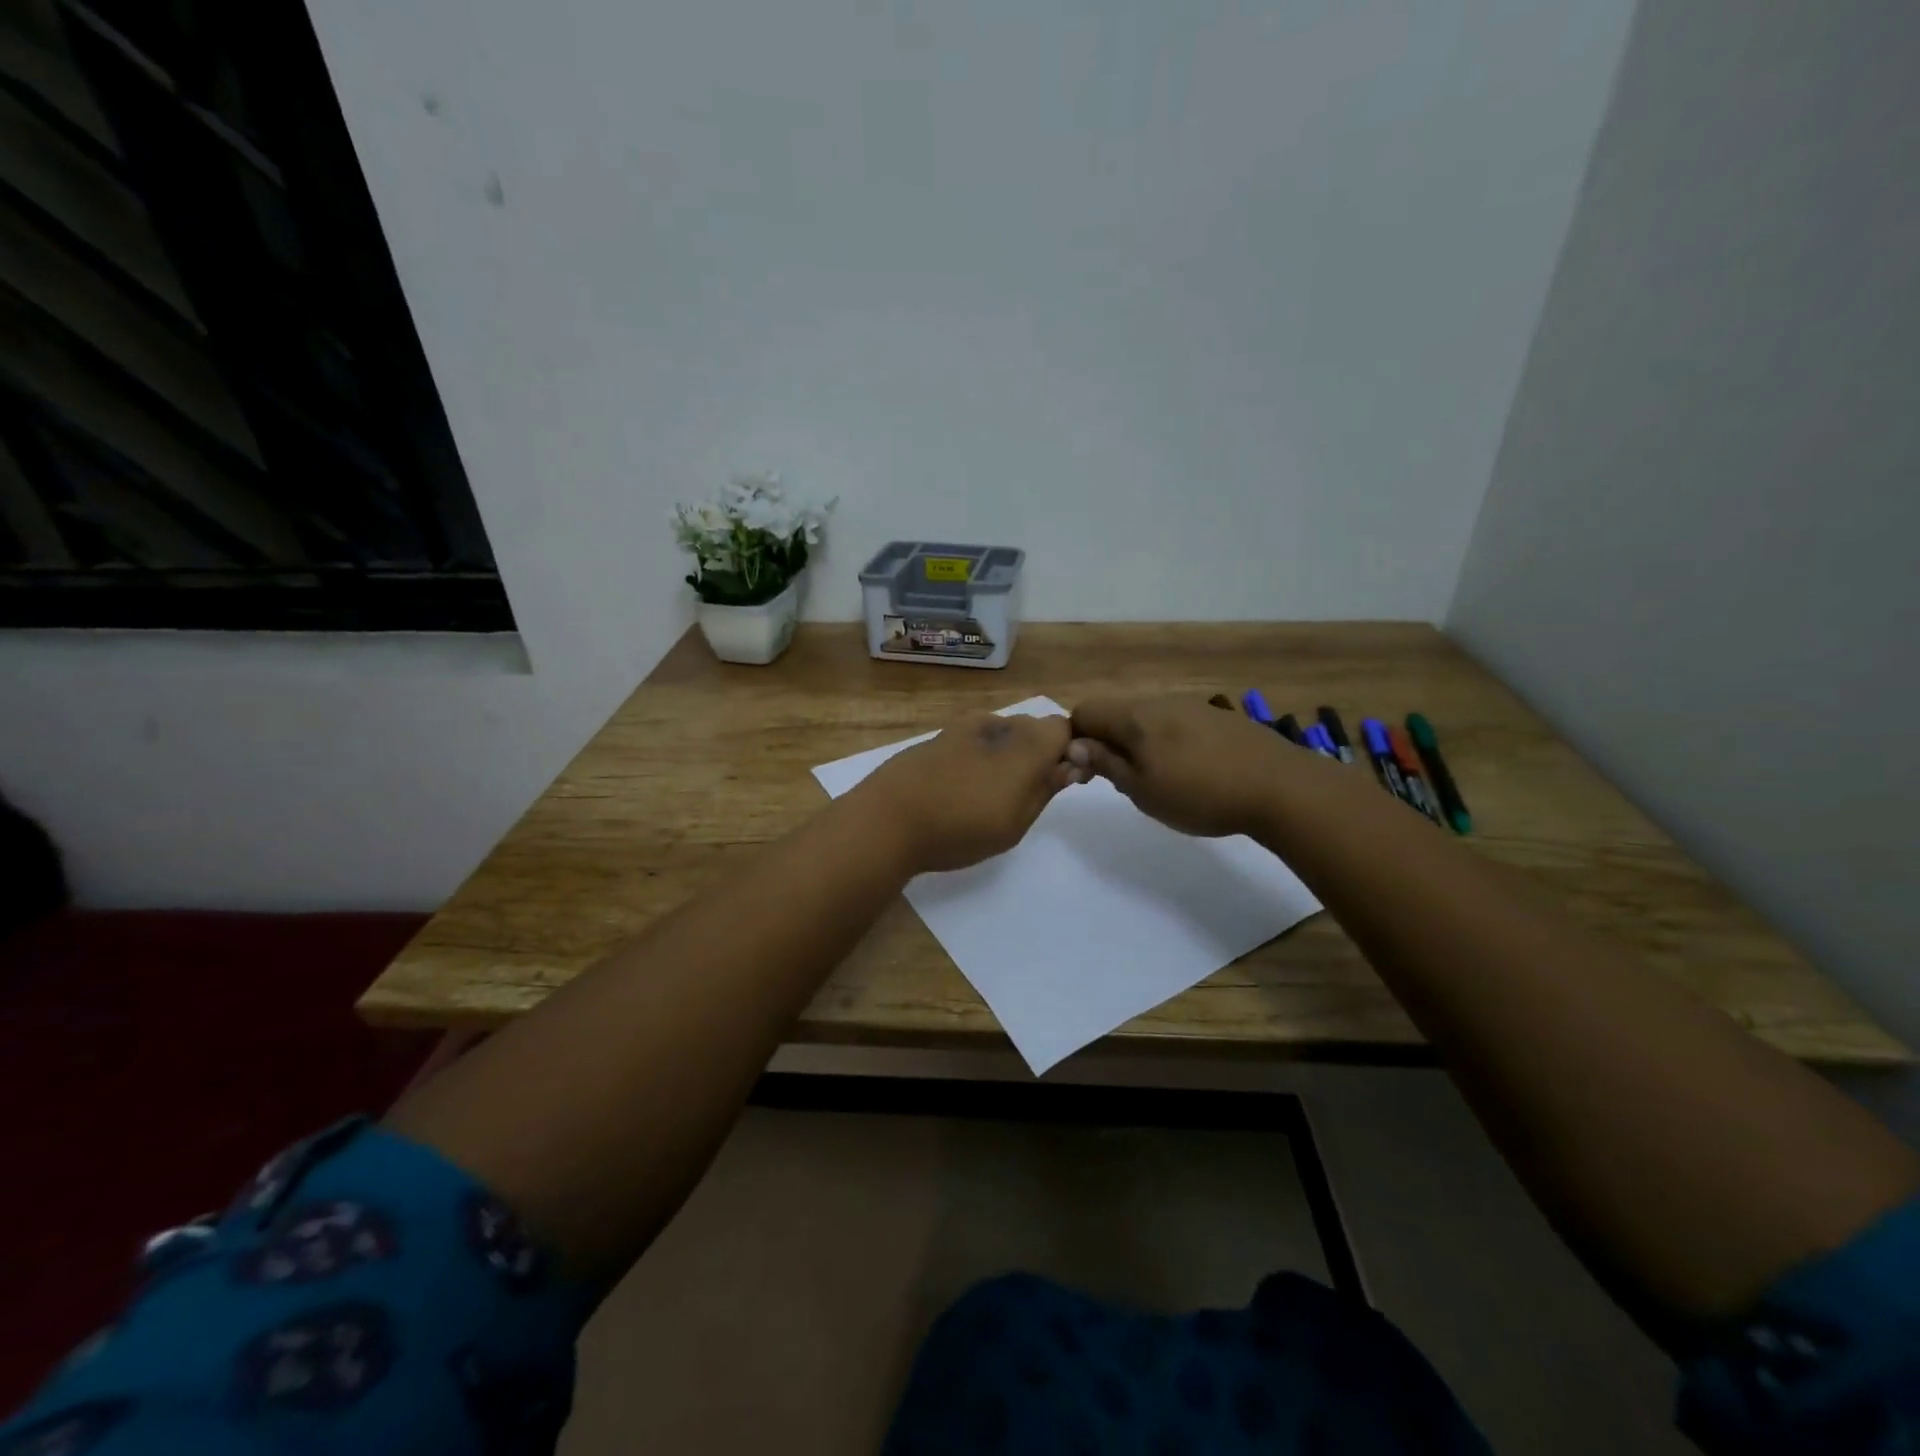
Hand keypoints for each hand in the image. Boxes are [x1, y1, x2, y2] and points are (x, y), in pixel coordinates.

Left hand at [858, 712, 1079, 873]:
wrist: (886, 820)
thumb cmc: (961, 826)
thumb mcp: (1017, 820)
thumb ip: (1047, 788)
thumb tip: (1071, 765)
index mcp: (1025, 741)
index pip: (1064, 728)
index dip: (1069, 753)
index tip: (1059, 783)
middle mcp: (997, 723)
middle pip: (1033, 728)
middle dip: (1038, 755)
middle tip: (1024, 797)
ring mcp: (962, 727)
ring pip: (1001, 734)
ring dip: (1005, 757)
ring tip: (987, 797)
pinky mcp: (936, 737)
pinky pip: (972, 741)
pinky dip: (977, 759)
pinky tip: (958, 790)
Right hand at [1067, 696, 1297, 837]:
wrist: (1280, 787)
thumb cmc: (1199, 794)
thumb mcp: (1142, 790)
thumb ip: (1106, 763)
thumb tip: (1075, 745)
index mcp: (1134, 716)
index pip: (1085, 711)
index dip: (1077, 740)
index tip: (1090, 772)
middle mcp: (1160, 701)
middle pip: (1117, 713)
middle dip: (1109, 742)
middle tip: (1124, 781)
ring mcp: (1192, 705)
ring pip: (1148, 718)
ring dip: (1140, 743)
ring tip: (1161, 779)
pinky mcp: (1219, 717)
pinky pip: (1177, 723)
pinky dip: (1170, 742)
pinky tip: (1193, 771)